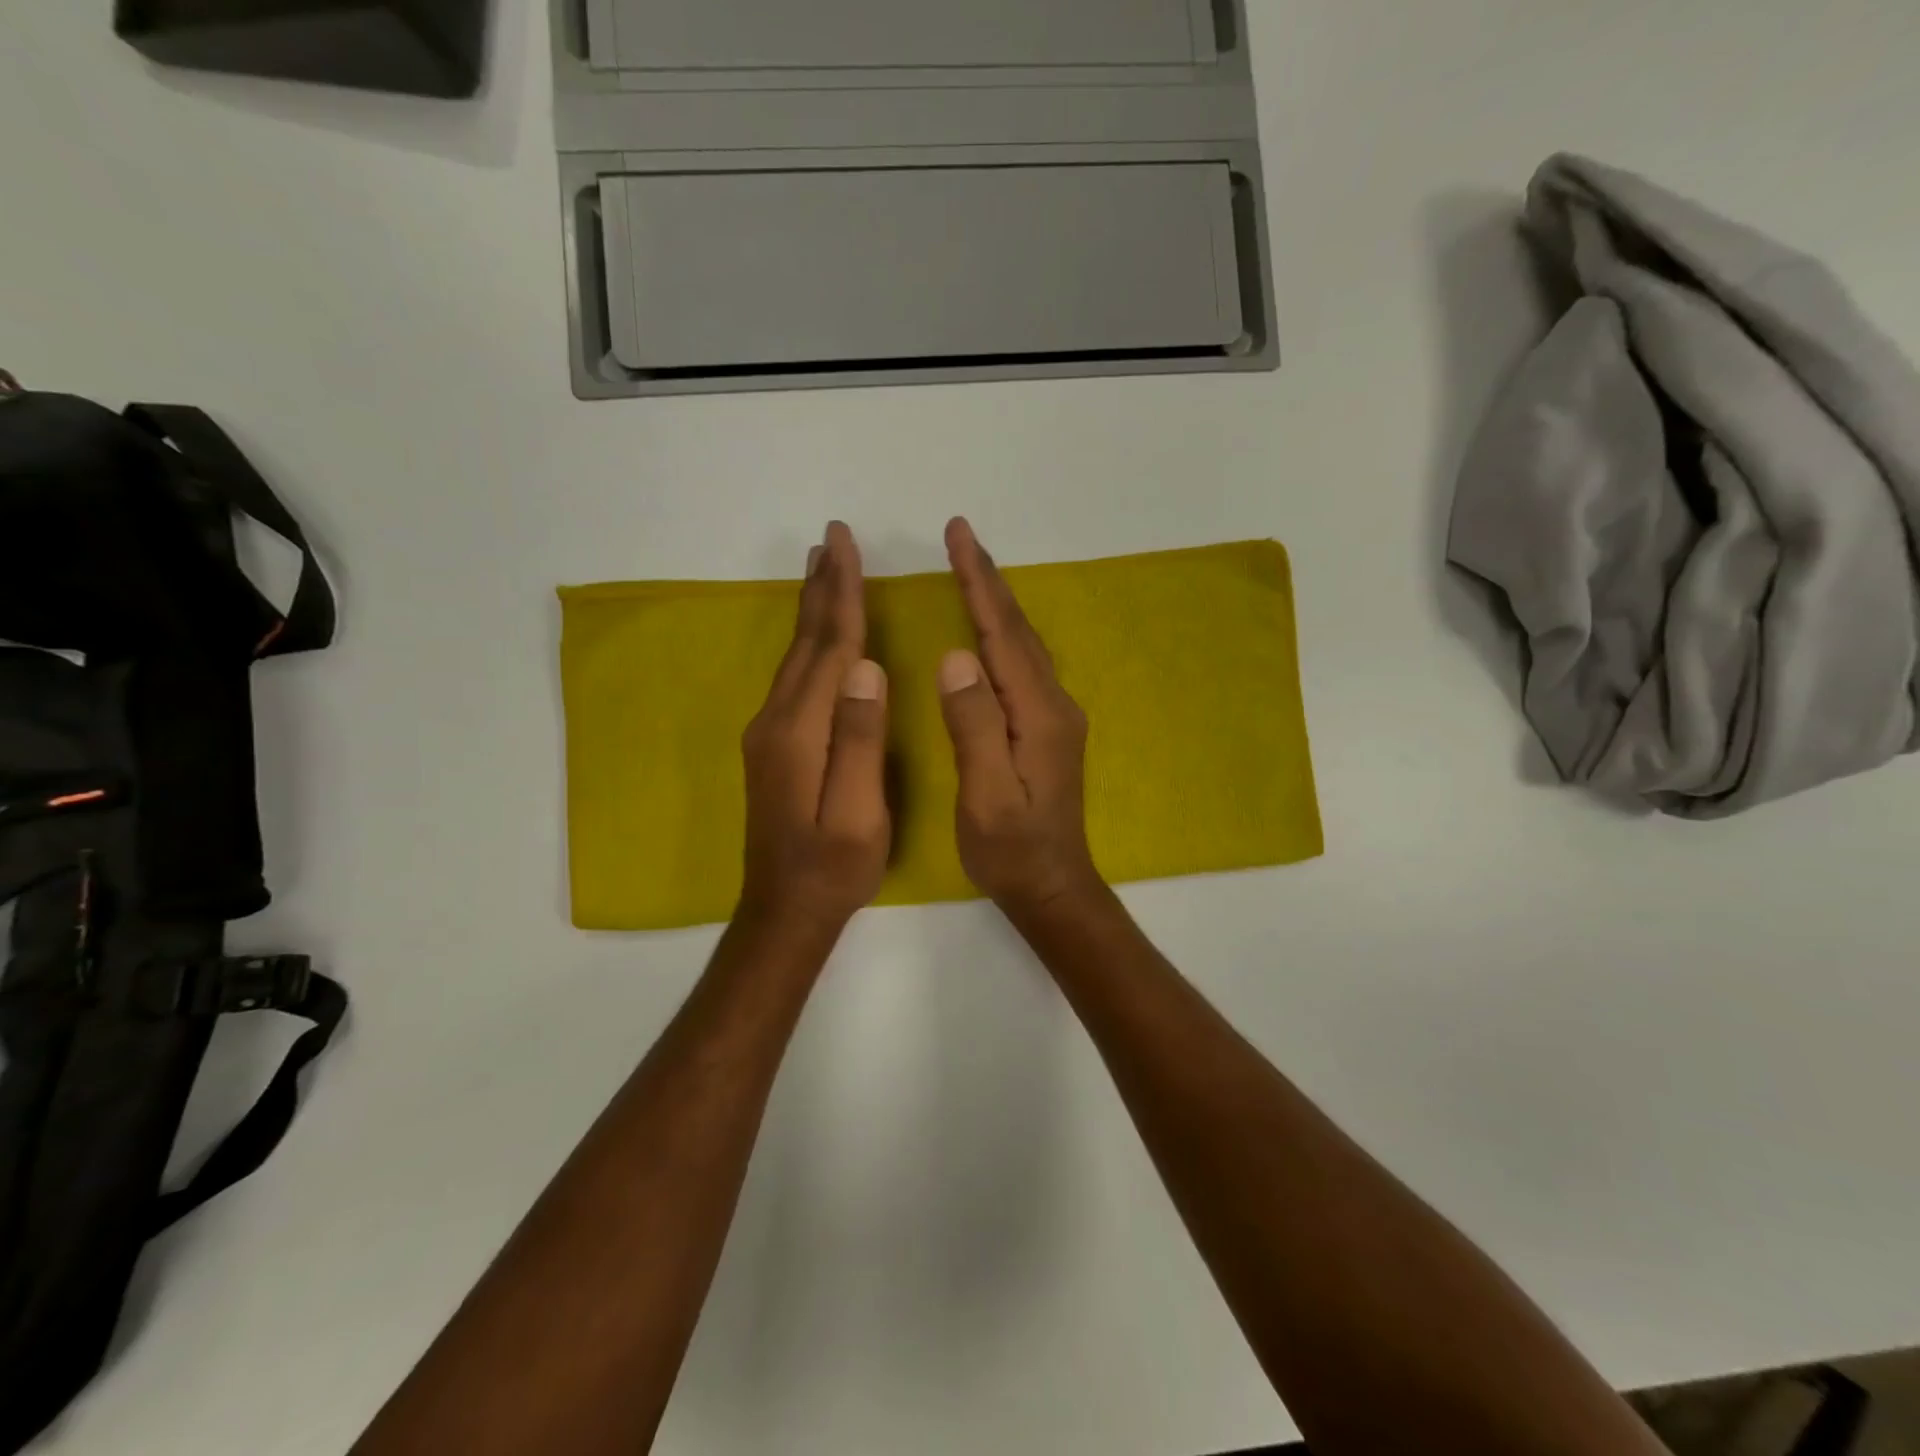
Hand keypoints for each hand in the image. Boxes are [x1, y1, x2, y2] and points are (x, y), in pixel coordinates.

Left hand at [738, 522, 889, 934]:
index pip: (830, 648)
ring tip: (822, 569)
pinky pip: (793, 676)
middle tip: (832, 539)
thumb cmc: (833, 867)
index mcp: (802, 731)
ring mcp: (769, 733)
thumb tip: (867, 668)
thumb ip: (861, 740)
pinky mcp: (772, 746)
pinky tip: (814, 636)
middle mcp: (776, 721)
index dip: (842, 595)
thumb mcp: (858, 813)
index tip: (847, 545)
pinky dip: (806, 642)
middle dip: (822, 587)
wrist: (783, 910)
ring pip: (795, 656)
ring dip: (810, 609)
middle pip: (805, 641)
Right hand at [938, 517, 1101, 918]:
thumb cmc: (1012, 849)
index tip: (958, 536)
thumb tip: (956, 657)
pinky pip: (1022, 664)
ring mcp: (1054, 716)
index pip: (1002, 634)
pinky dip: (1003, 632)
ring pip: (1023, 644)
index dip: (979, 583)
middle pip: (1017, 629)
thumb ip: (974, 725)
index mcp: (1037, 714)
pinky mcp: (1047, 729)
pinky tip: (990, 629)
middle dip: (987, 579)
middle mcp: (1053, 704)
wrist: (1053, 886)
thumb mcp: (986, 795)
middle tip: (961, 534)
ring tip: (972, 568)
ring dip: (998, 601)